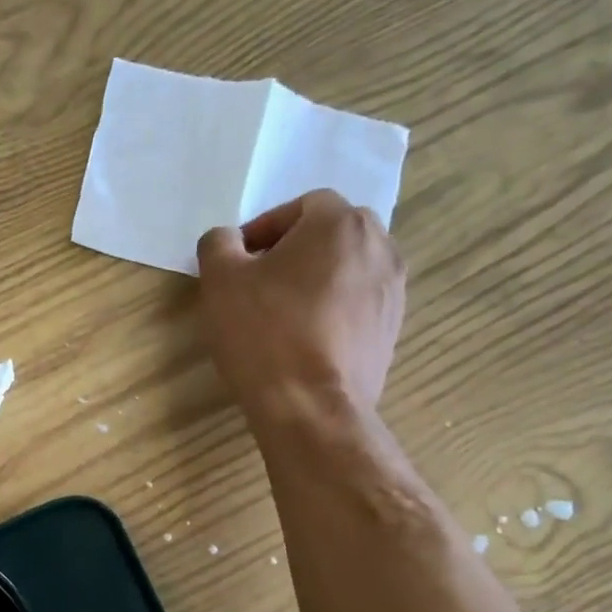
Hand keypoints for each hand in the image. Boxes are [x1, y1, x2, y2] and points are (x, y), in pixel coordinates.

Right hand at [197, 190, 405, 422]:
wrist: (311, 406)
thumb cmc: (264, 333)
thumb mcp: (220, 280)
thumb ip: (219, 244)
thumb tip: (228, 240)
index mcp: (339, 223)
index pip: (301, 205)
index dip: (264, 228)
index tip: (238, 260)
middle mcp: (379, 246)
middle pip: (331, 233)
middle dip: (294, 249)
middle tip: (259, 281)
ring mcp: (393, 289)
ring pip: (347, 267)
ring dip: (315, 278)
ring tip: (281, 312)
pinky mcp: (392, 327)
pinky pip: (358, 301)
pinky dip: (332, 308)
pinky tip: (304, 338)